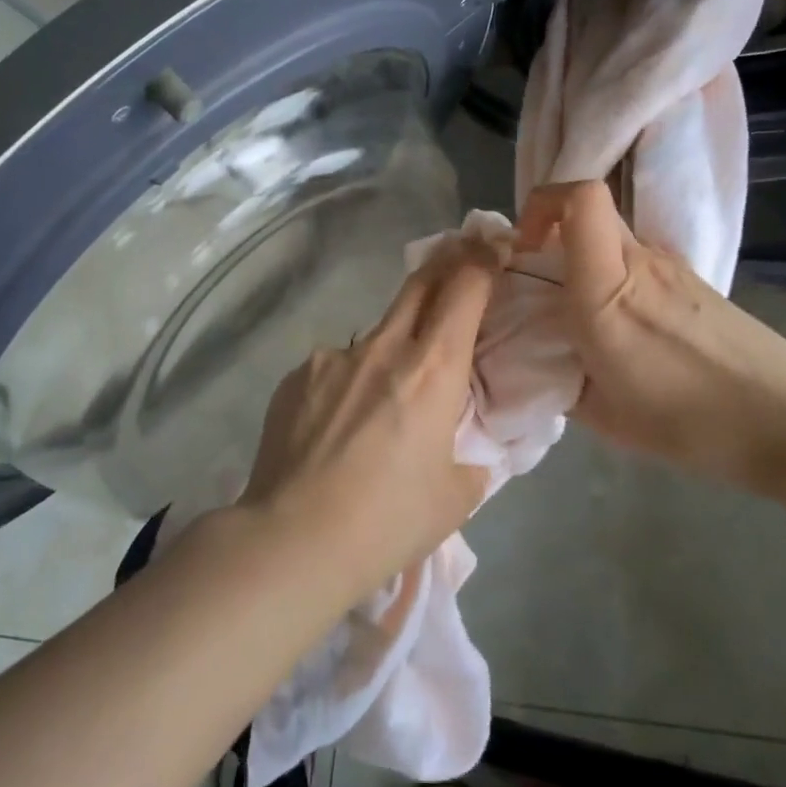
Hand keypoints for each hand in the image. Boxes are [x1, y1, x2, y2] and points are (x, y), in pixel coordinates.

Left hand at [238, 240, 497, 599]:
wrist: (293, 539)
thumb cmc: (388, 521)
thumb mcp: (454, 497)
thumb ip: (470, 461)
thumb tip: (466, 453)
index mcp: (432, 368)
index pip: (464, 288)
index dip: (482, 259)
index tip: (491, 246)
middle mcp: (382, 347)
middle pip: (419, 283)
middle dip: (444, 266)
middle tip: (458, 263)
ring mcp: (332, 357)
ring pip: (374, 334)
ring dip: (391, 348)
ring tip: (381, 404)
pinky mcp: (296, 375)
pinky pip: (334, 367)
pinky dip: (348, 384)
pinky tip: (335, 429)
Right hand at [516, 181, 785, 486]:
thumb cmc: (690, 423)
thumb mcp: (602, 414)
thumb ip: (560, 374)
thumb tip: (545, 356)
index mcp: (607, 291)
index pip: (580, 198)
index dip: (542, 204)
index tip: (524, 246)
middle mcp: (640, 262)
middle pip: (589, 206)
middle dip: (552, 226)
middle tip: (540, 273)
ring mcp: (672, 267)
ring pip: (611, 235)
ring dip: (583, 256)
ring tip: (581, 312)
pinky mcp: (693, 280)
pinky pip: (637, 260)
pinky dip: (614, 276)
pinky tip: (625, 328)